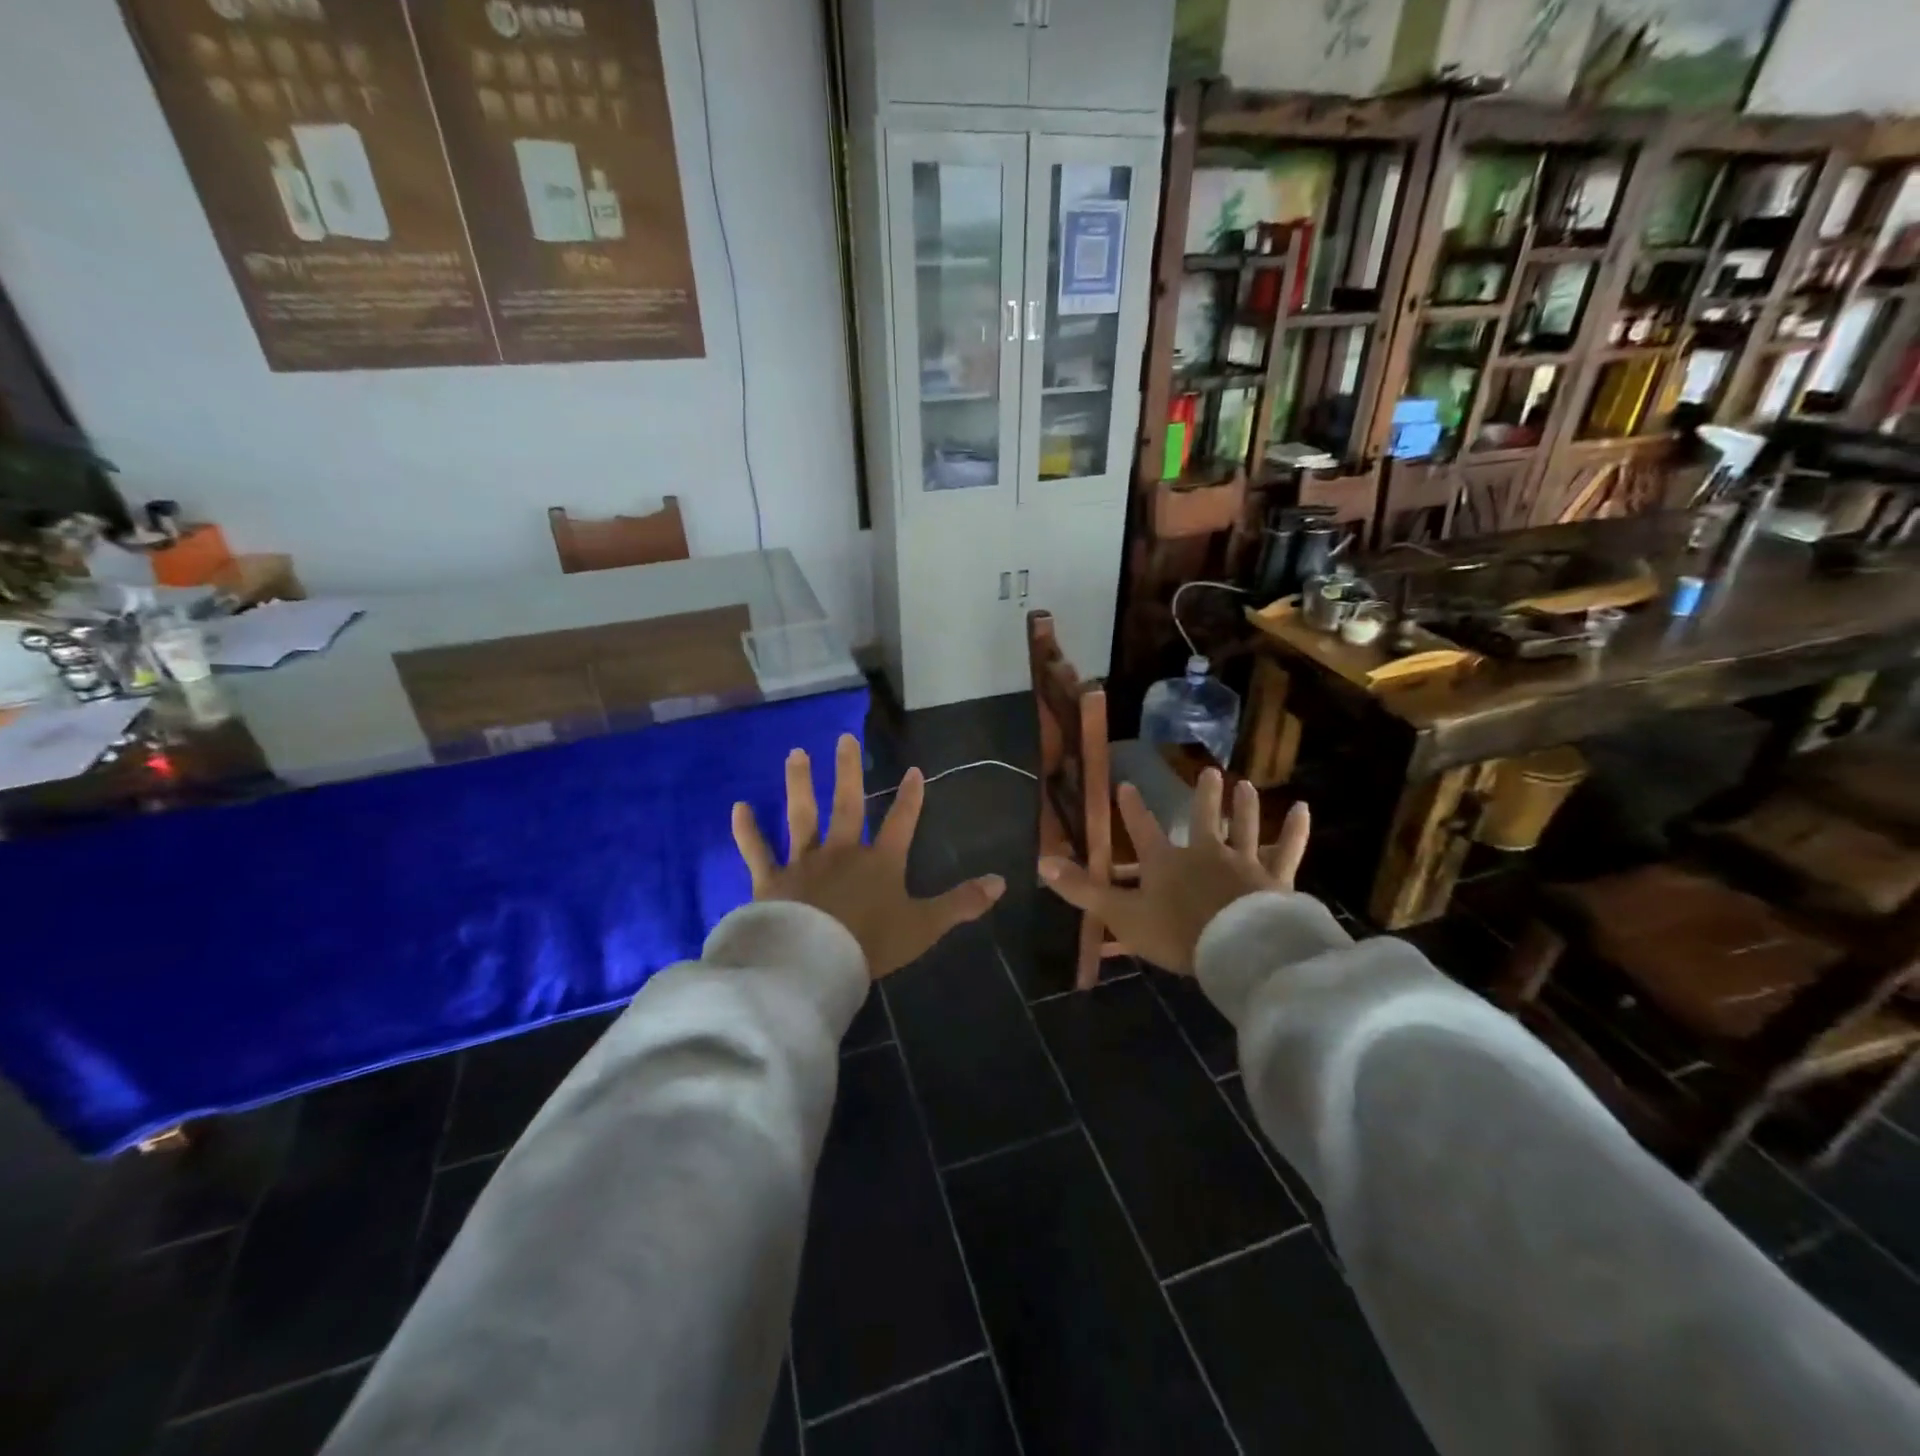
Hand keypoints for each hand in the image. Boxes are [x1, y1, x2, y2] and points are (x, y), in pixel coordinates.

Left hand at [732, 734, 1005, 978]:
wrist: (814, 962)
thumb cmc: (871, 944)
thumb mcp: (925, 926)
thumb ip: (962, 903)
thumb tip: (1002, 881)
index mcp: (880, 862)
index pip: (901, 822)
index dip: (910, 797)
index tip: (913, 769)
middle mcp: (842, 851)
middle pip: (847, 804)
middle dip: (848, 771)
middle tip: (844, 738)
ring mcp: (804, 862)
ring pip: (802, 815)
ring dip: (799, 783)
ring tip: (796, 753)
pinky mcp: (771, 879)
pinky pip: (757, 850)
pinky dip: (747, 830)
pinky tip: (739, 807)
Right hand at [1038, 770, 1308, 974]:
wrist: (1235, 949)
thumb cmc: (1176, 933)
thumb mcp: (1121, 914)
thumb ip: (1083, 891)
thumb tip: (1041, 863)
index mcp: (1166, 863)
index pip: (1143, 830)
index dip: (1133, 809)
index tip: (1127, 784)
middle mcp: (1204, 853)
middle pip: (1203, 819)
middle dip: (1204, 797)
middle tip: (1209, 772)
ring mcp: (1242, 863)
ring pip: (1243, 827)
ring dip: (1244, 806)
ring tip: (1245, 783)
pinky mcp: (1274, 879)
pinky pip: (1286, 850)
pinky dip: (1295, 830)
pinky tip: (1304, 809)